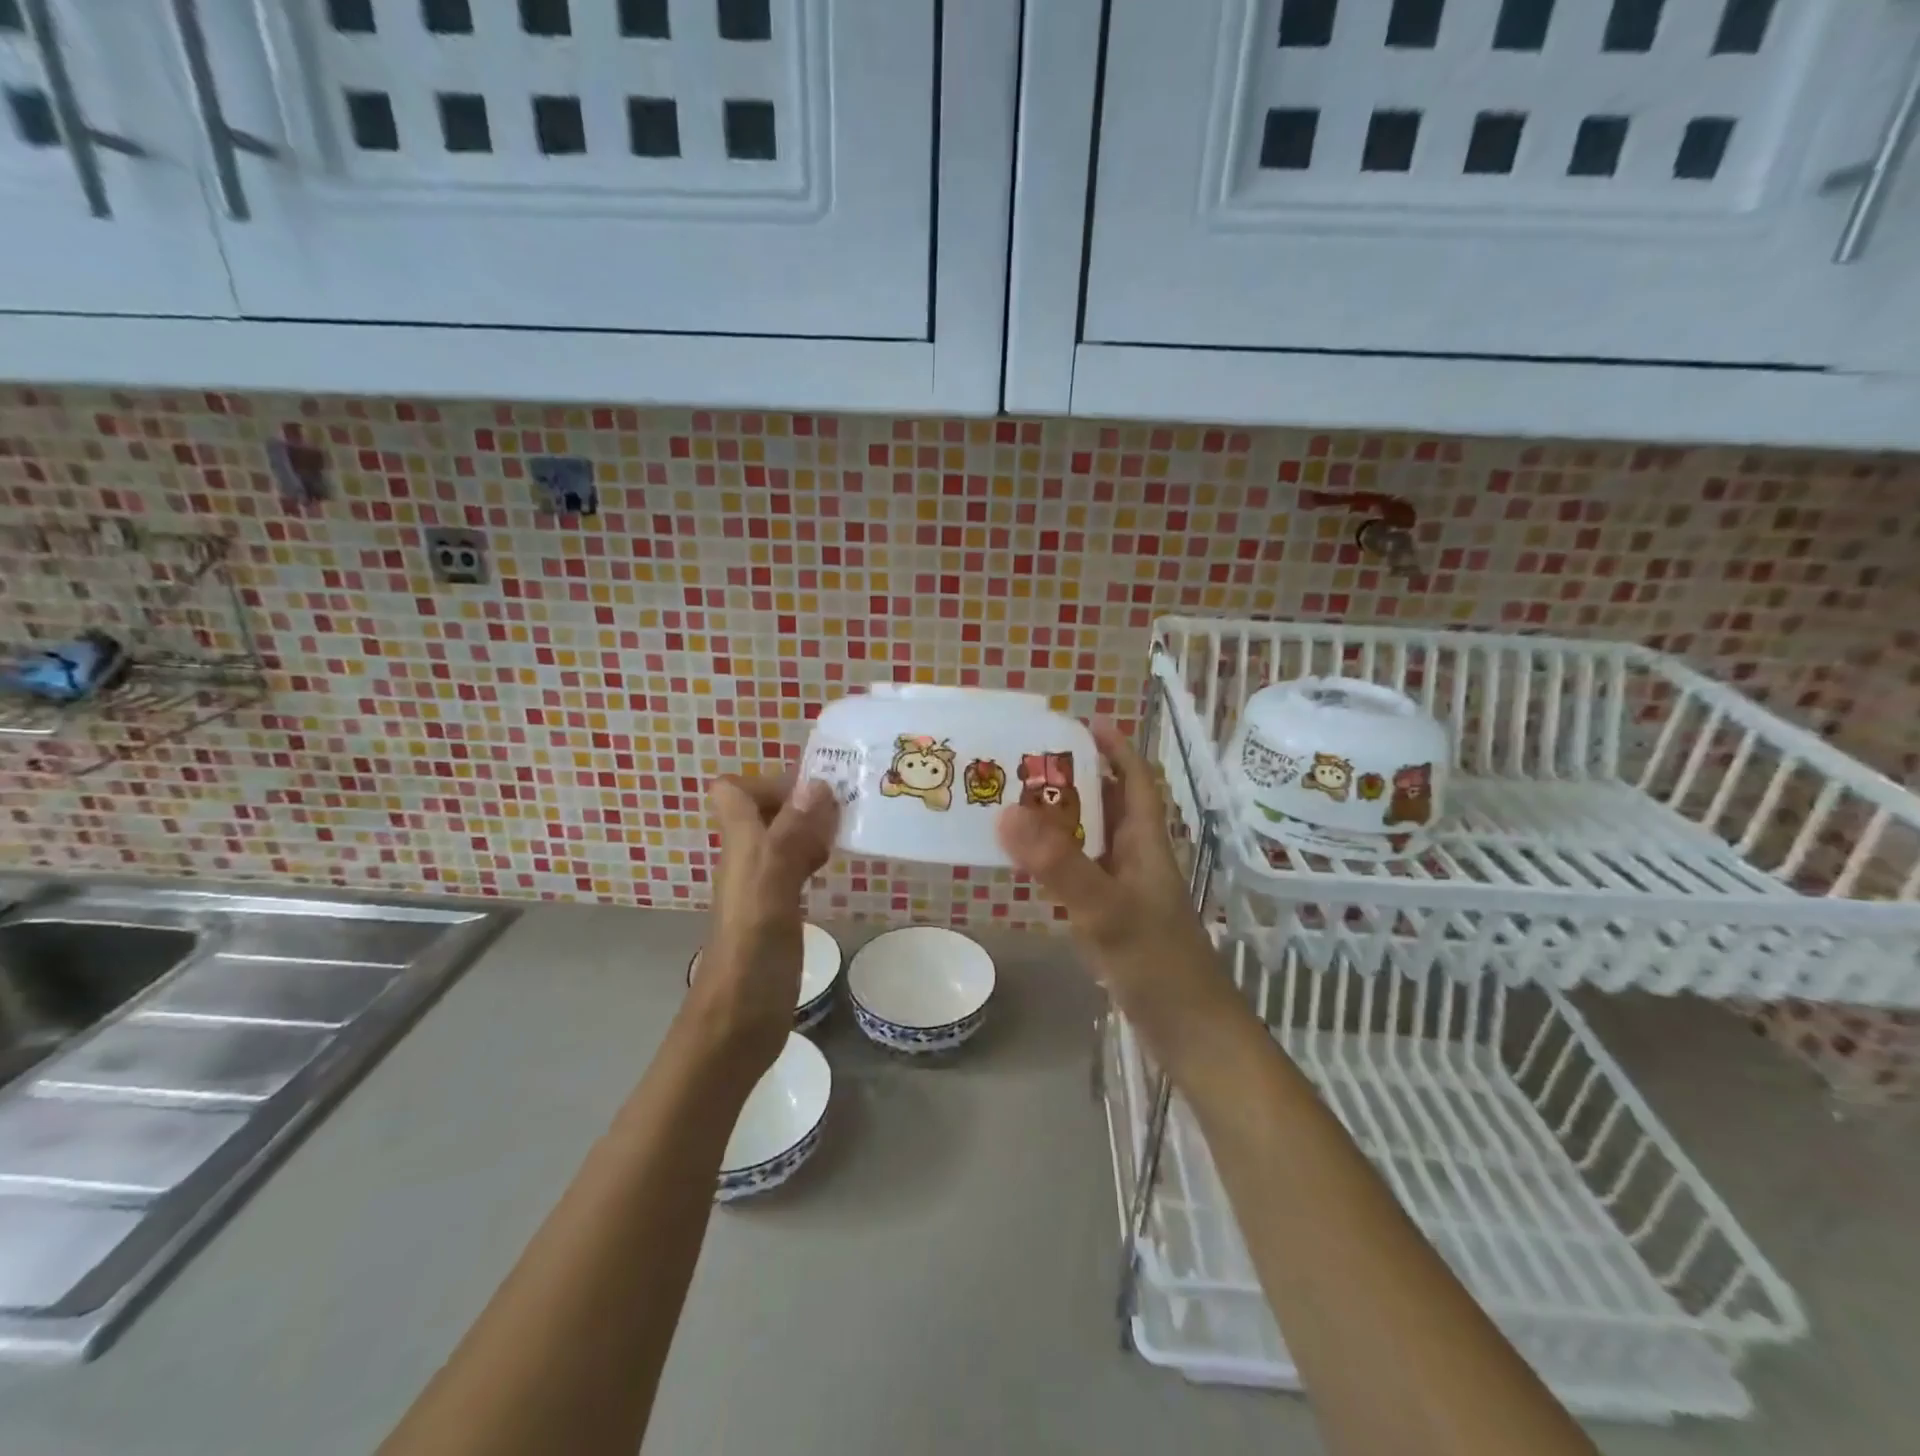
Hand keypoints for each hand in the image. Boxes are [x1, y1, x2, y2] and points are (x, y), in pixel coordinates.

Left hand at [691, 774, 838, 1075]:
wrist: (734, 1030)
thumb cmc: (751, 960)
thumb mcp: (772, 892)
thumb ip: (790, 839)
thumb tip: (816, 783)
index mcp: (741, 848)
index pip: (733, 791)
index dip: (771, 782)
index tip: (818, 791)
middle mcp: (747, 860)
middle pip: (765, 810)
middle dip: (805, 798)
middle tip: (850, 807)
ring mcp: (761, 887)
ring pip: (783, 836)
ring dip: (814, 825)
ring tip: (853, 829)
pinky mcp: (776, 912)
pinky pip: (795, 866)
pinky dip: (816, 856)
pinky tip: (838, 866)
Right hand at [996, 721, 1223, 1034]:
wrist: (1189, 1033)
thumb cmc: (1158, 965)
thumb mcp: (1108, 910)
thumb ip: (1060, 865)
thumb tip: (1007, 812)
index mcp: (1147, 844)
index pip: (1137, 780)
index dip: (1116, 748)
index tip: (1081, 723)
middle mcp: (1138, 859)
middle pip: (1109, 804)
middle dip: (1073, 779)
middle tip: (1024, 763)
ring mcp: (1126, 891)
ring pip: (1092, 840)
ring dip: (1061, 819)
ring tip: (1014, 803)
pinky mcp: (1113, 920)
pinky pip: (1080, 874)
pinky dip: (1056, 861)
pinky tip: (1027, 865)